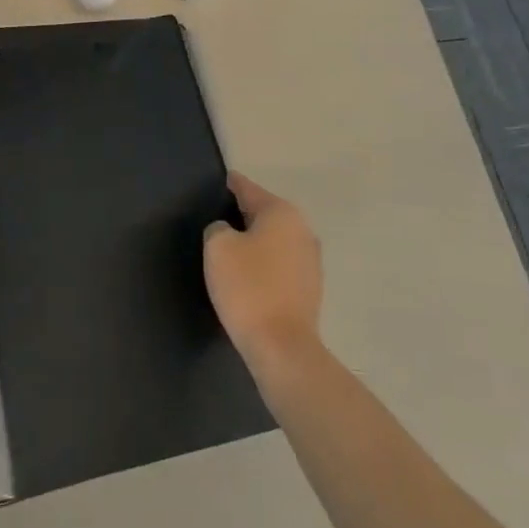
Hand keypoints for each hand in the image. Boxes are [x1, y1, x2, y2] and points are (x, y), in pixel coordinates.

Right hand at [204, 173, 324, 369]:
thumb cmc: (248, 287)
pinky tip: (248, 277)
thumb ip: (218, 228)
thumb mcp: (218, 248)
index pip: (248, 189)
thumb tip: (227, 232)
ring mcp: (311, 260)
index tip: (221, 180)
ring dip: (256, 242)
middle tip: (217, 220)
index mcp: (281, 212)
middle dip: (243, 215)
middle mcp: (302, 229)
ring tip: (230, 251)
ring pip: (275, 240)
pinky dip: (265, 264)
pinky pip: (281, 264)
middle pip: (265, 213)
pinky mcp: (311, 287)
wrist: (282, 347)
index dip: (231, 184)